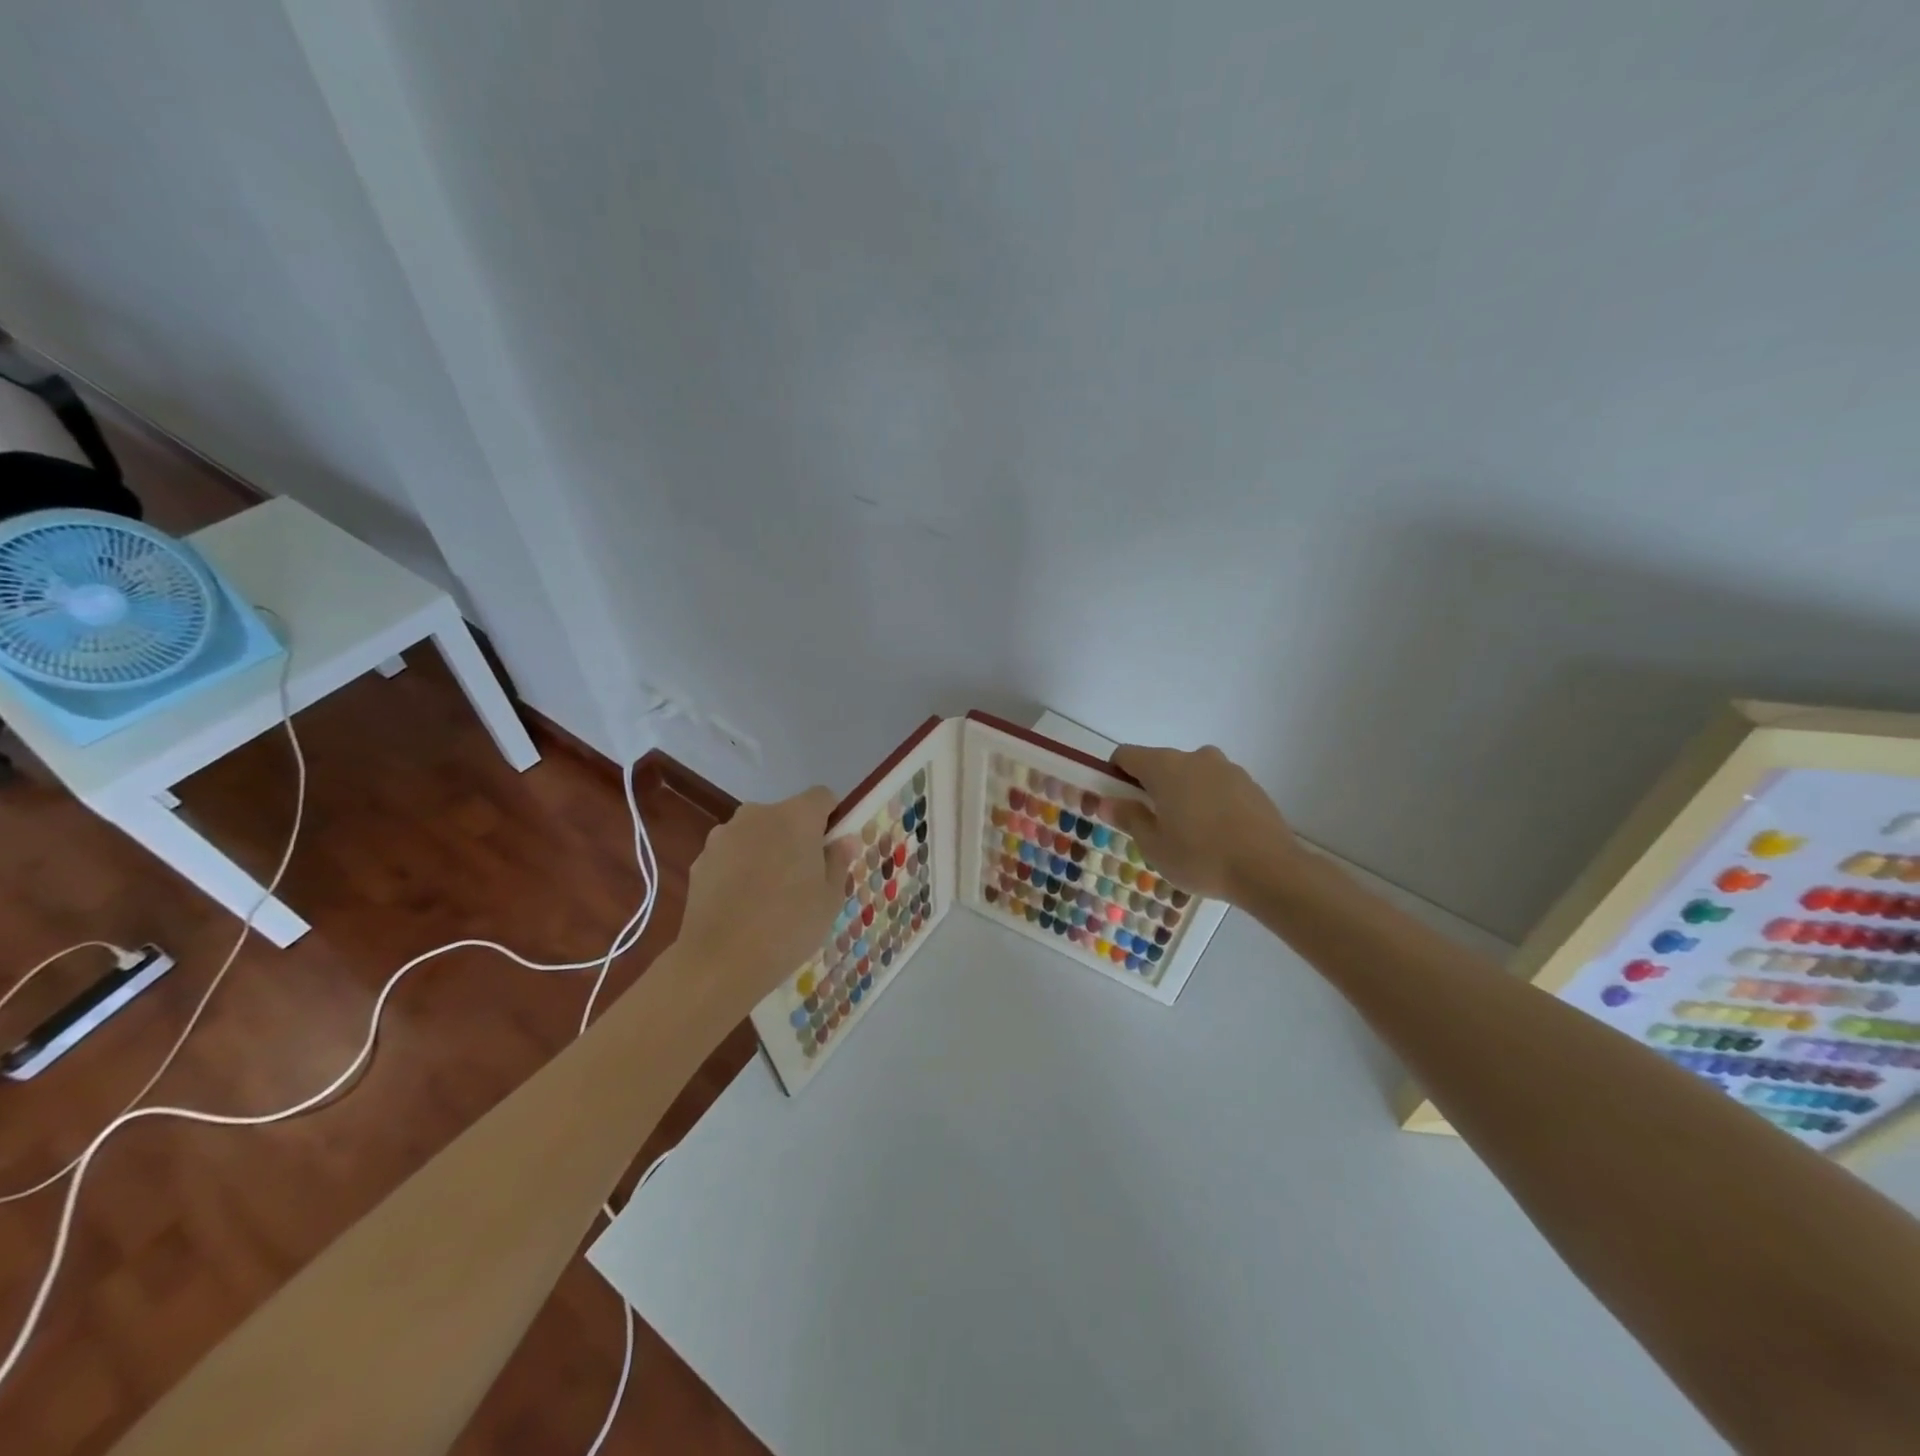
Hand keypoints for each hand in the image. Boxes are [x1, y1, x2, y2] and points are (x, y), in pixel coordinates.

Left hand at [679, 788, 859, 1004]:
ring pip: (756, 834)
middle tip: (804, 878)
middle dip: (796, 837)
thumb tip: (843, 840)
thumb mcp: (829, 899)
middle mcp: (758, 815)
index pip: (822, 797)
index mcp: (796, 817)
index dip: (831, 818)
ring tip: (769, 895)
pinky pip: (731, 855)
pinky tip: (742, 905)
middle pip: (786, 815)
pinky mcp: (700, 860)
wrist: (720, 962)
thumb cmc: (789, 926)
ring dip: (766, 851)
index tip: (832, 849)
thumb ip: (837, 862)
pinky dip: (739, 869)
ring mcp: (723, 836)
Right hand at [1103, 745, 1302, 904]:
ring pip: (1190, 775)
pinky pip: (1216, 786)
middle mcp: (1194, 757)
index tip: (1118, 801)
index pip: (1126, 755)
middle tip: (1153, 825)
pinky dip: (1208, 801)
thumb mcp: (1154, 845)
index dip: (1115, 774)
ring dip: (1181, 794)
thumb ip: (1129, 817)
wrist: (1269, 869)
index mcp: (1164, 767)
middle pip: (1159, 764)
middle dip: (1150, 788)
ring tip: (1189, 833)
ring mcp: (1226, 768)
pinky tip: (1216, 834)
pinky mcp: (1250, 784)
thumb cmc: (1201, 857)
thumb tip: (1107, 802)